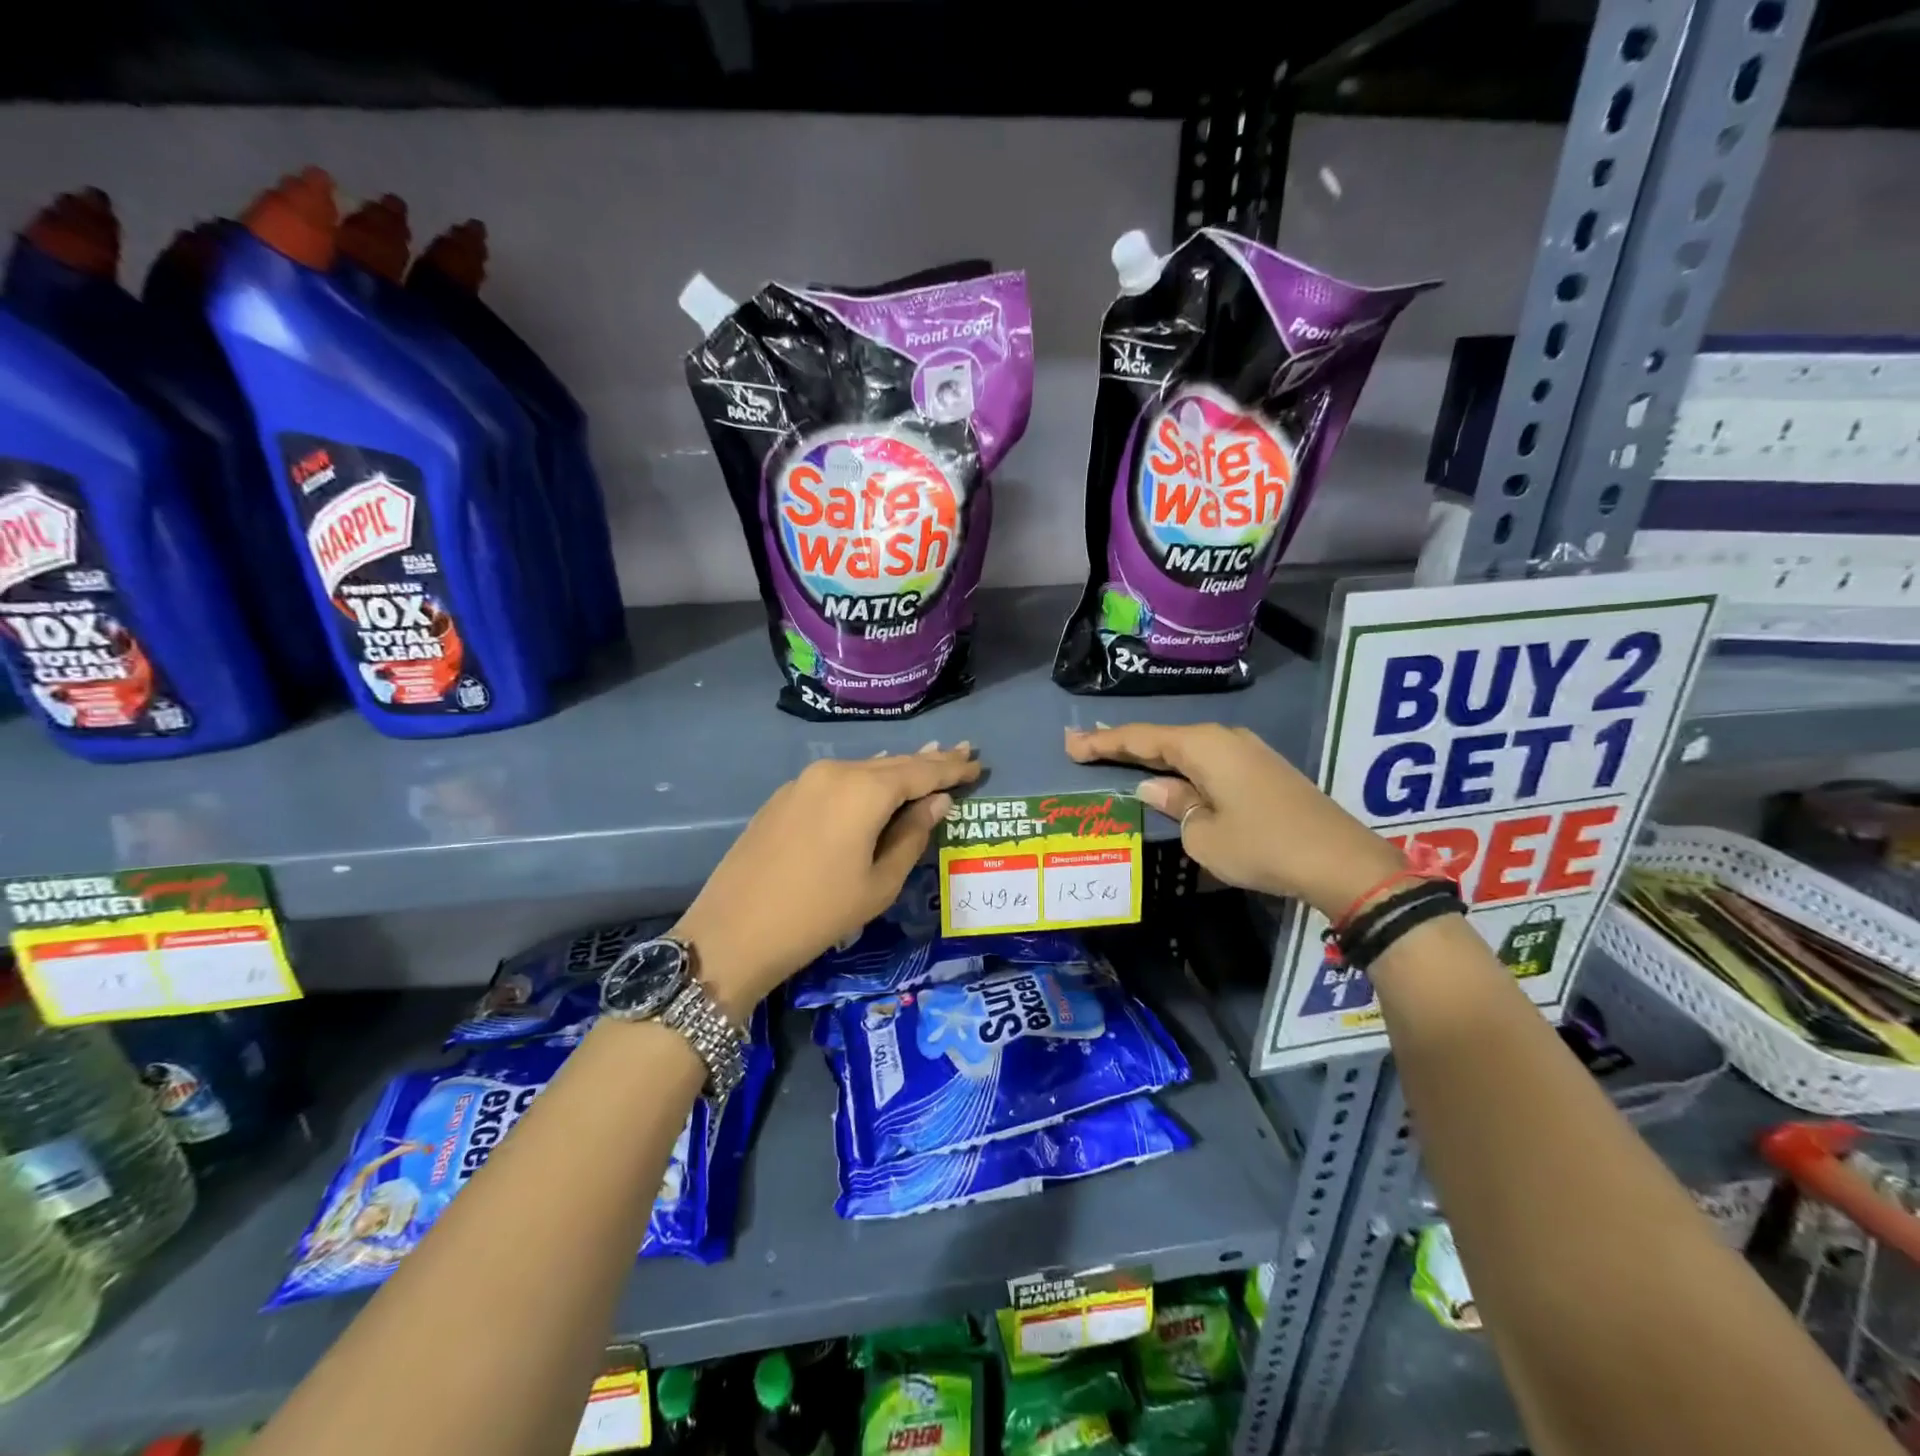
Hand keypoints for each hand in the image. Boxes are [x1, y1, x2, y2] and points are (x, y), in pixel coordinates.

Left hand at [674, 743, 980, 1017]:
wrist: (733, 932)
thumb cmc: (819, 913)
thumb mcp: (879, 883)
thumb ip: (913, 835)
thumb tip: (937, 802)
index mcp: (863, 790)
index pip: (920, 772)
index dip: (951, 769)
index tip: (977, 762)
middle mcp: (835, 771)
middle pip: (893, 763)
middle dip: (929, 761)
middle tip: (962, 752)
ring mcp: (805, 780)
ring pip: (864, 769)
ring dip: (897, 769)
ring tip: (930, 760)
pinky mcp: (785, 796)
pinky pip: (839, 779)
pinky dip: (866, 780)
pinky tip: (879, 782)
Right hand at [1065, 723, 1402, 917]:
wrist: (1338, 859)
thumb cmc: (1261, 845)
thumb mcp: (1204, 834)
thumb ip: (1174, 805)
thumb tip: (1156, 787)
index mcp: (1204, 746)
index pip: (1141, 739)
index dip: (1103, 742)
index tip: (1070, 743)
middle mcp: (1225, 739)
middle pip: (1163, 738)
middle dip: (1124, 744)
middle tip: (1084, 747)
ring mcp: (1247, 752)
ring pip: (1187, 750)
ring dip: (1153, 756)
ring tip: (1118, 758)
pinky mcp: (1262, 770)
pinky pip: (1208, 762)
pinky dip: (1181, 767)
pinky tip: (1169, 776)